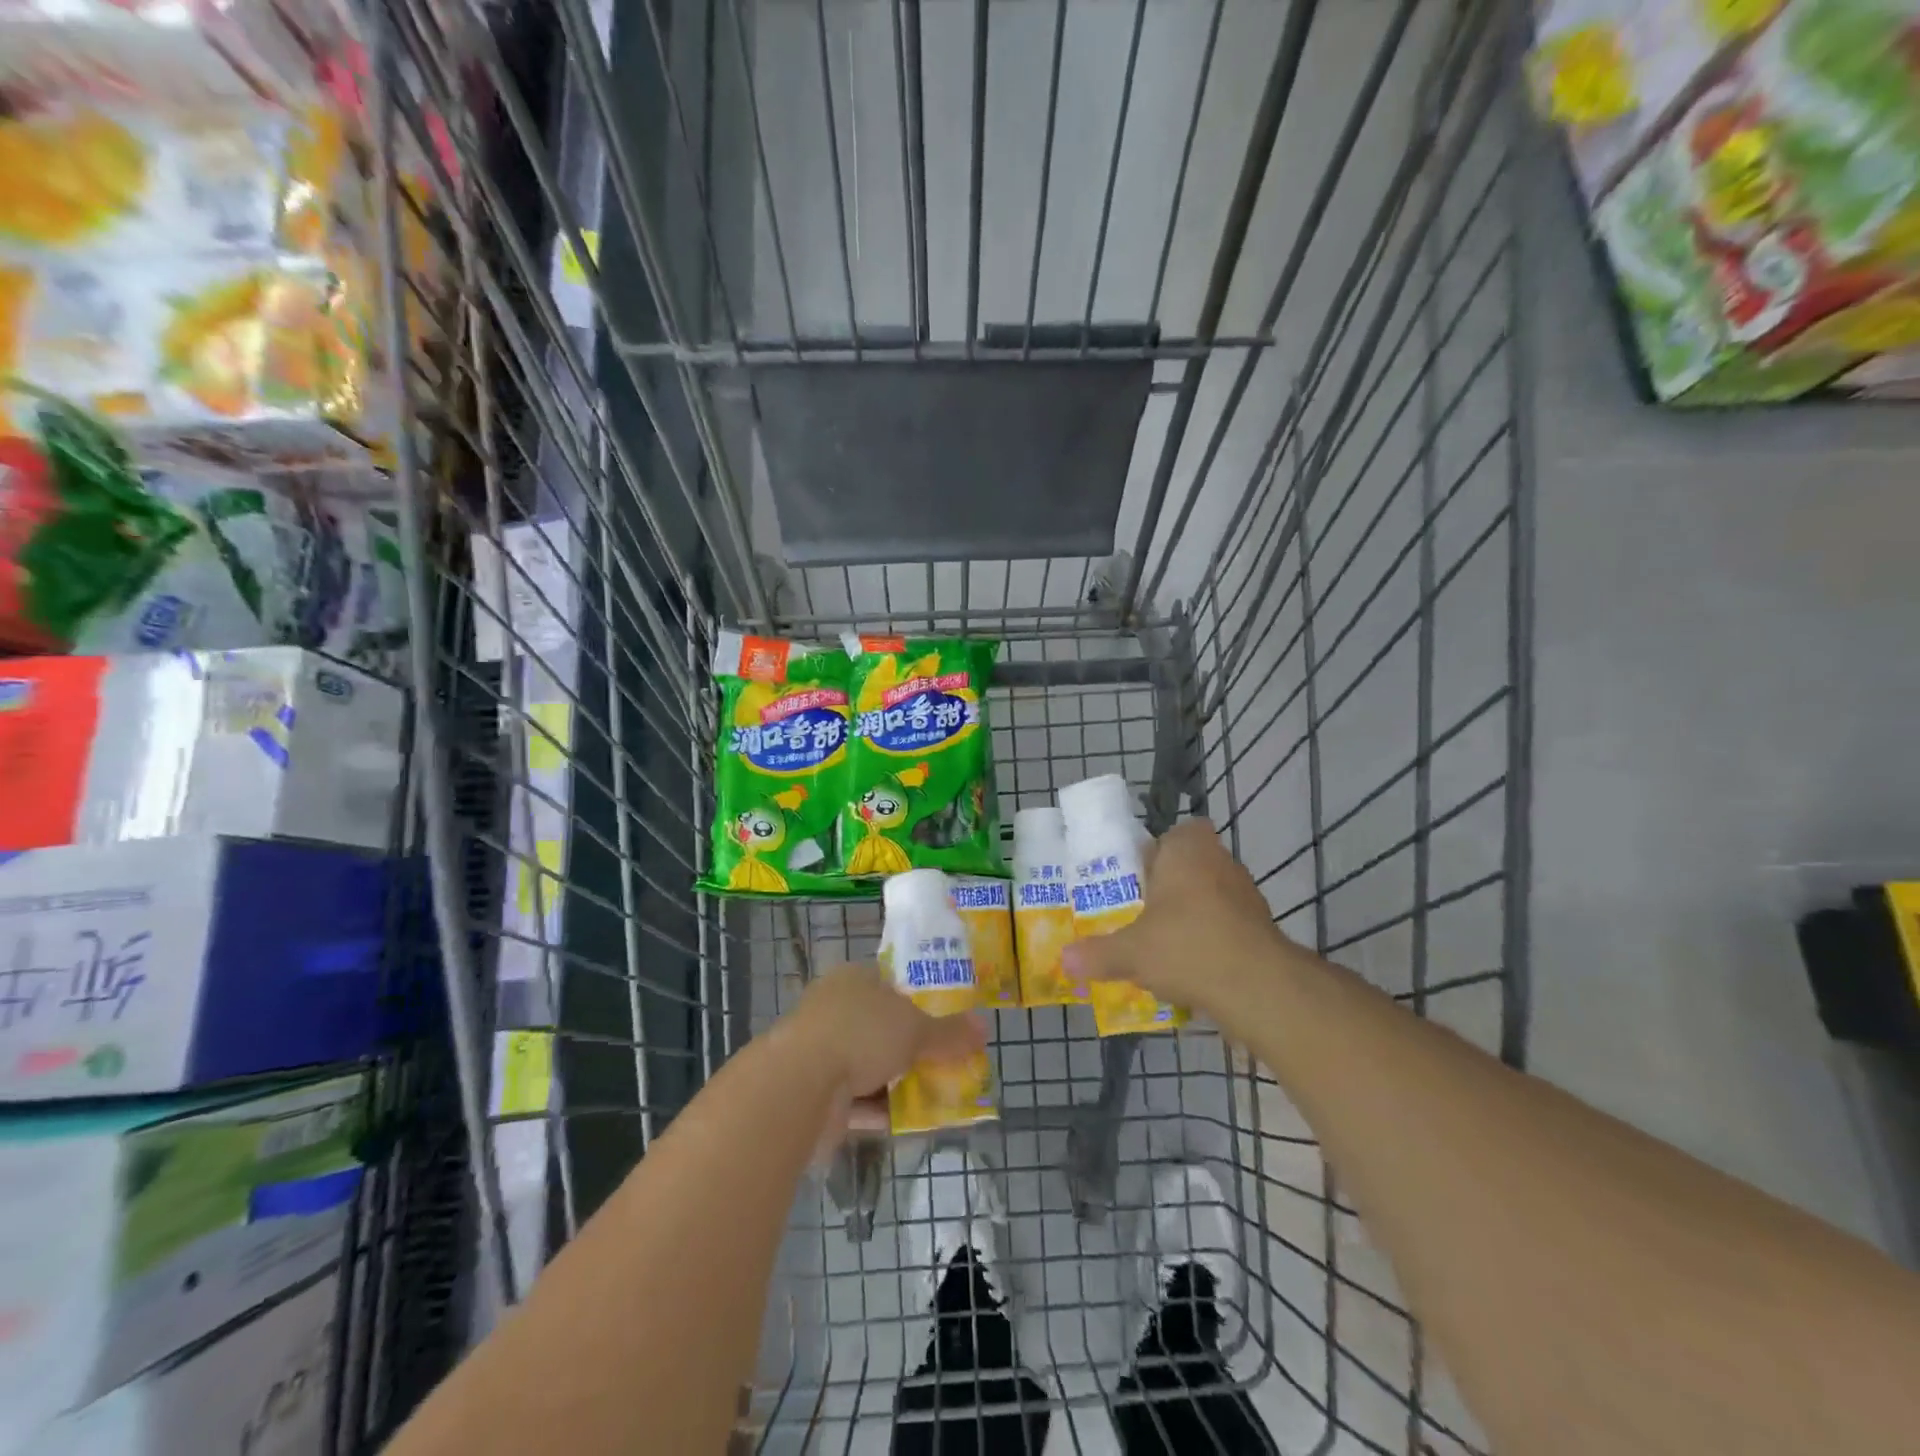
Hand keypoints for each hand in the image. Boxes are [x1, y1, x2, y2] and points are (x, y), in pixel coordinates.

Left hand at [780, 963, 986, 1137]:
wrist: (799, 1085)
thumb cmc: (860, 1034)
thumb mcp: (915, 1029)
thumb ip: (949, 1033)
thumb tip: (984, 1026)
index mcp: (854, 980)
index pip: (890, 983)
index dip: (918, 1000)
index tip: (945, 1021)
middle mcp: (834, 1009)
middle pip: (882, 1027)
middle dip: (912, 1048)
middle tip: (947, 1063)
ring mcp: (822, 1052)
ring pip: (870, 1066)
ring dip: (899, 1083)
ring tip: (939, 1096)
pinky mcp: (815, 1093)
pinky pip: (858, 1100)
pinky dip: (882, 1110)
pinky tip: (911, 1123)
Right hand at [1061, 818, 1295, 1014]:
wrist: (1258, 987)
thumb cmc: (1186, 946)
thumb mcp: (1130, 952)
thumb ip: (1097, 953)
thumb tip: (1064, 961)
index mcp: (1188, 849)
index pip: (1177, 832)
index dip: (1160, 851)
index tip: (1140, 877)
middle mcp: (1221, 861)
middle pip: (1192, 865)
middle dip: (1170, 886)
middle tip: (1142, 912)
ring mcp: (1247, 894)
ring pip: (1210, 895)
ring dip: (1191, 913)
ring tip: (1163, 943)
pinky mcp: (1262, 927)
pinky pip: (1227, 923)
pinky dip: (1212, 938)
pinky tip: (1192, 966)